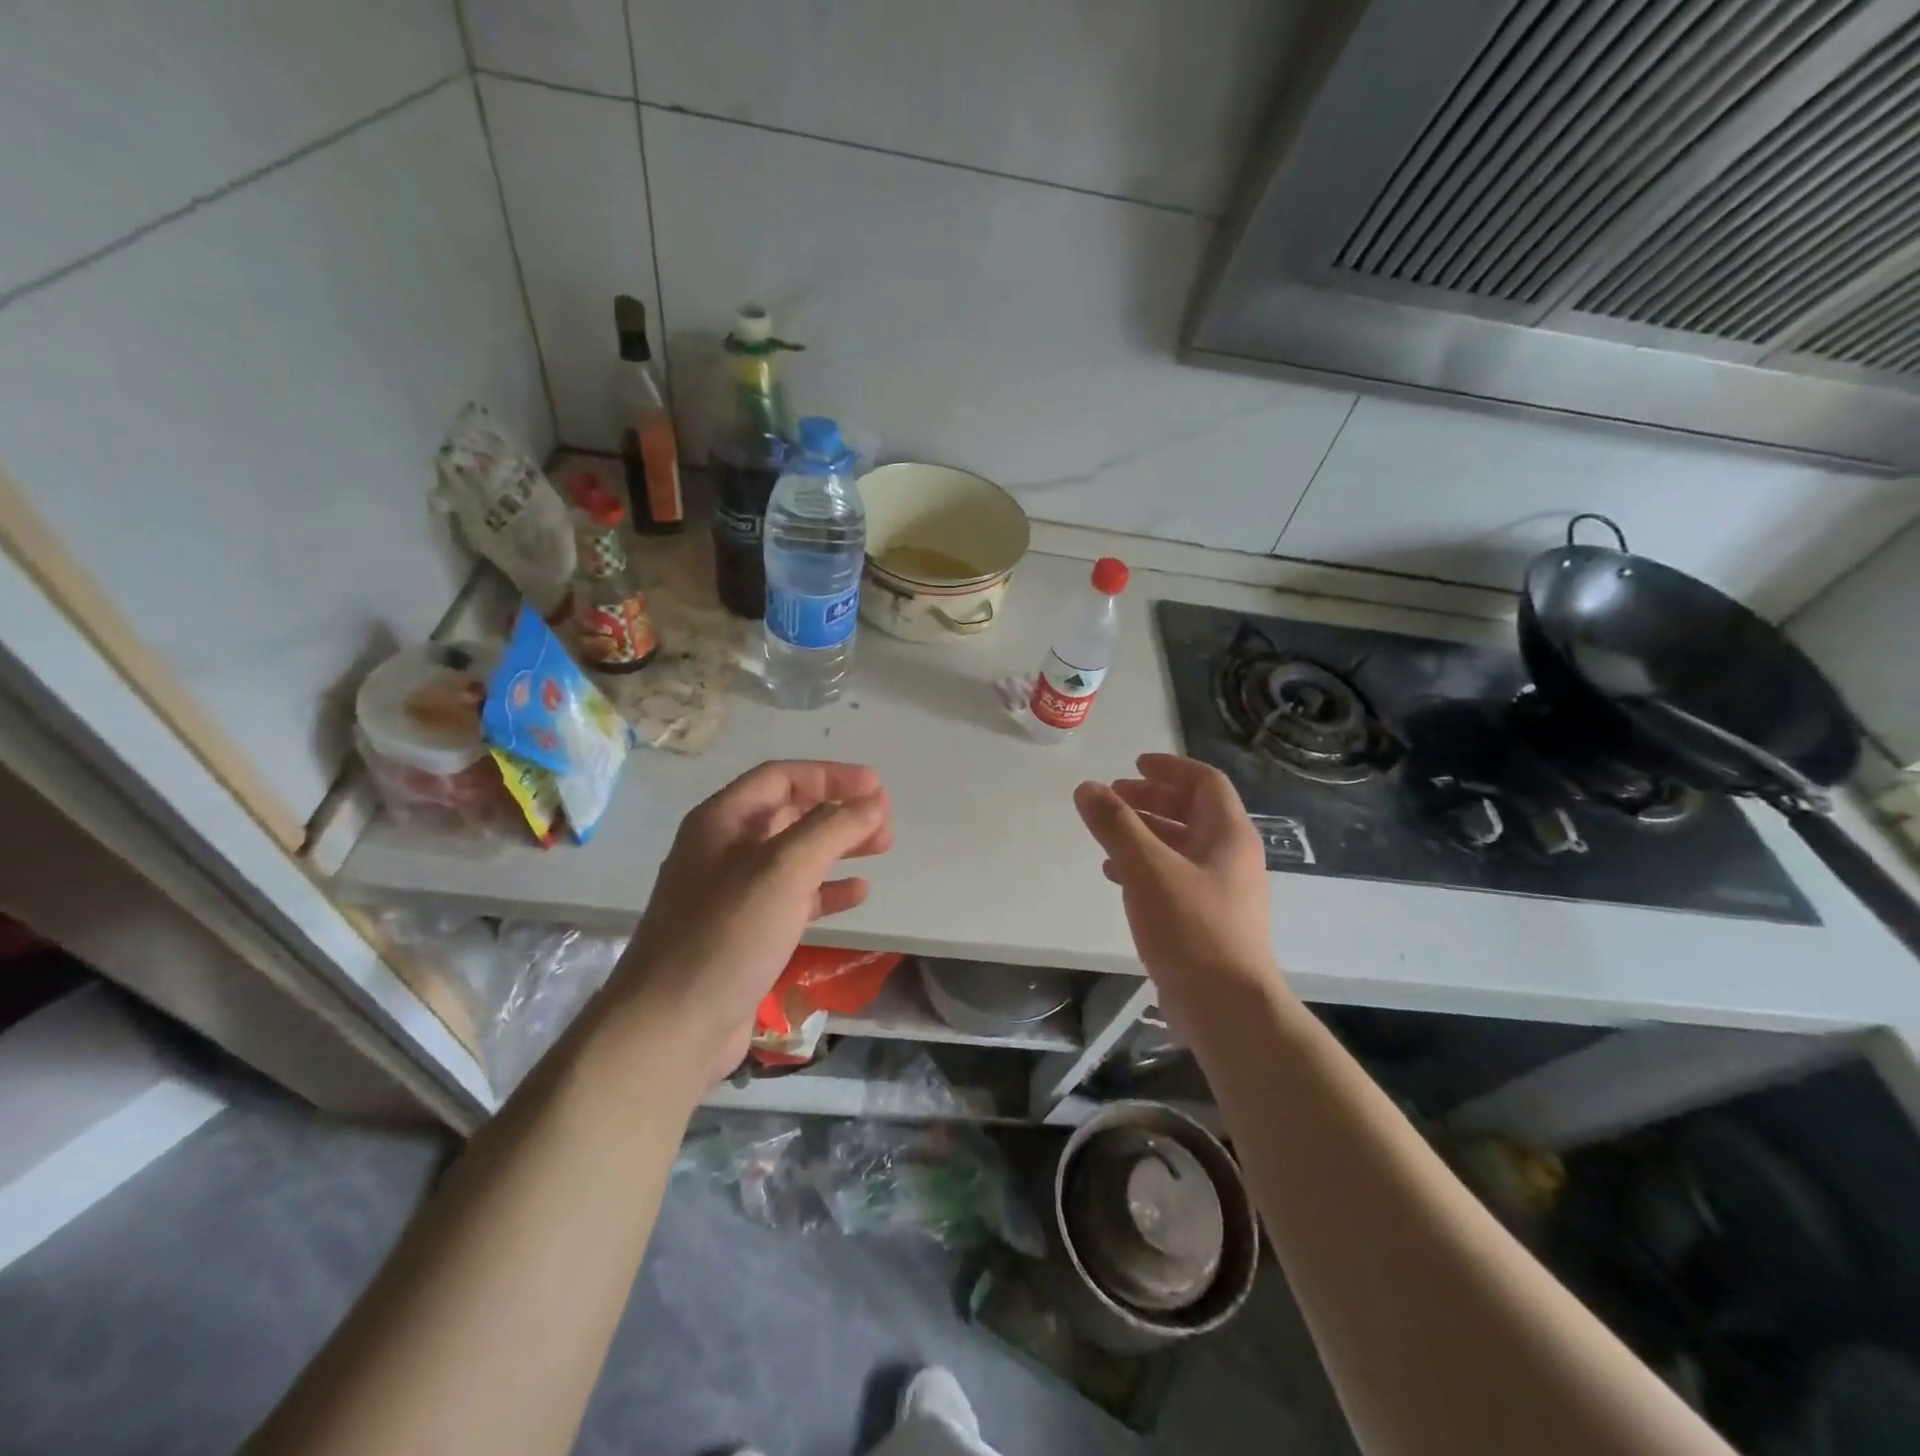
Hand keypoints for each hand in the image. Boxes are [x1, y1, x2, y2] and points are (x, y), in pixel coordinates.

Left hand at [612, 760, 892, 1079]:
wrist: (673, 1027)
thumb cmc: (728, 934)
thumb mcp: (784, 869)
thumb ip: (833, 828)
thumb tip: (874, 802)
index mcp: (722, 821)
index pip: (781, 778)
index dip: (831, 776)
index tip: (876, 787)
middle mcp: (724, 849)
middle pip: (789, 813)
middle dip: (839, 812)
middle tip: (884, 823)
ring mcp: (732, 894)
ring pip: (795, 855)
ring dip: (838, 847)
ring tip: (881, 848)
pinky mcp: (744, 933)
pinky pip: (793, 897)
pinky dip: (826, 890)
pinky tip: (857, 894)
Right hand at [1074, 754, 1283, 1022]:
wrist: (1227, 1007)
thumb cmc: (1191, 926)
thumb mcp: (1146, 868)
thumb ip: (1115, 825)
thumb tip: (1087, 788)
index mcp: (1228, 834)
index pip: (1204, 781)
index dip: (1169, 767)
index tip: (1133, 764)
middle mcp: (1230, 856)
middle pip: (1192, 811)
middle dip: (1151, 799)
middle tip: (1113, 797)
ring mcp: (1222, 890)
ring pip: (1180, 845)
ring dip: (1144, 832)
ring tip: (1107, 834)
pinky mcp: (1208, 919)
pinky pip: (1175, 876)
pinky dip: (1145, 866)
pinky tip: (1116, 876)